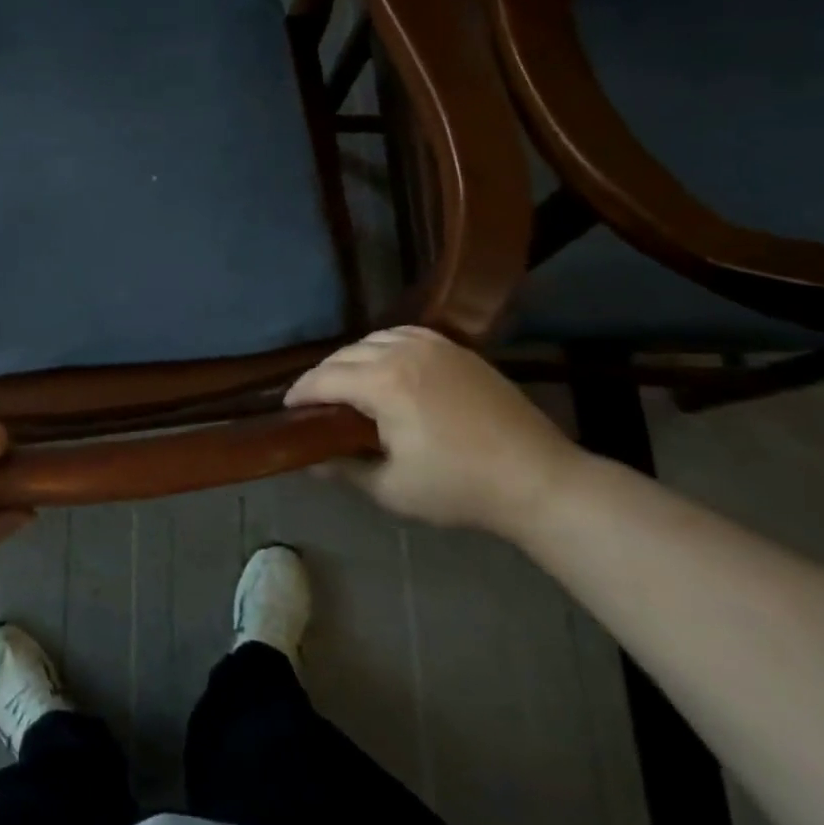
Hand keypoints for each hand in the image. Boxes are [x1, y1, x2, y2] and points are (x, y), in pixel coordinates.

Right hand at [285, 327, 581, 533]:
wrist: (537, 479)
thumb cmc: (459, 488)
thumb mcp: (392, 490)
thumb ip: (343, 470)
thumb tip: (308, 462)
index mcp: (383, 383)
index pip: (323, 379)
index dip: (299, 394)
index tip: (286, 410)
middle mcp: (402, 352)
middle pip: (344, 355)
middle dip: (322, 377)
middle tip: (313, 404)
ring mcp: (433, 345)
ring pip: (372, 340)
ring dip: (351, 359)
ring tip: (346, 385)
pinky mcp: (456, 349)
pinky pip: (404, 334)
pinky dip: (383, 346)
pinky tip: (385, 365)